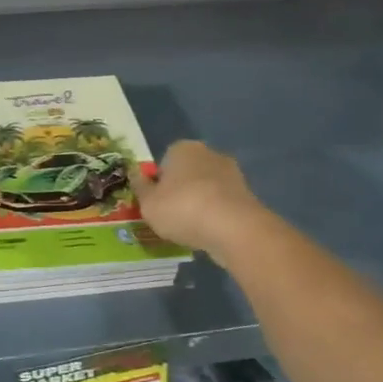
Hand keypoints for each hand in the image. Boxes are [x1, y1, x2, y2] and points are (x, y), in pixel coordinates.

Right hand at [131, 140, 271, 254]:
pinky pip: (222, 205)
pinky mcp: (247, 195)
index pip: (164, 162)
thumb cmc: (182, 209)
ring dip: (199, 204)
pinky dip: (215, 216)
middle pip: (187, 173)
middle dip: (180, 191)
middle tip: (170, 216)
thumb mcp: (148, 203)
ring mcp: (232, 174)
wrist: (234, 229)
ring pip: (206, 189)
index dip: (157, 183)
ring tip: (189, 229)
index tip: (155, 203)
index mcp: (182, 148)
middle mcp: (209, 153)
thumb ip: (140, 188)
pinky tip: (208, 233)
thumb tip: (135, 174)